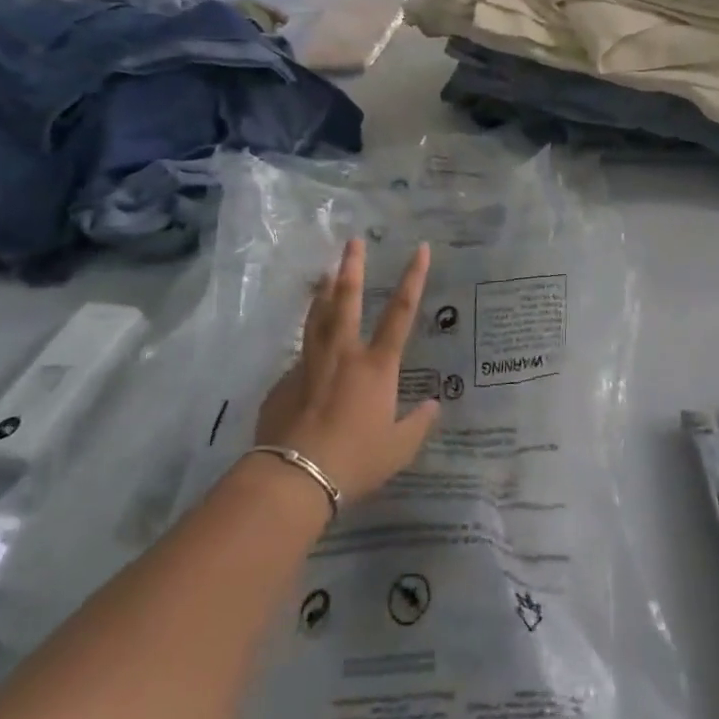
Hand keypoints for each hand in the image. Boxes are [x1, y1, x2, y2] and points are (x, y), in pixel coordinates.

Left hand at [255, 239, 438, 503]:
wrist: (296, 477)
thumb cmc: (356, 460)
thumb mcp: (399, 448)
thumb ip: (418, 424)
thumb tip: (434, 406)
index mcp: (377, 366)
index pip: (402, 311)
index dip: (414, 277)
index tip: (420, 249)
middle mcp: (344, 354)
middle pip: (347, 299)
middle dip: (352, 267)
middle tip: (352, 241)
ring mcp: (310, 364)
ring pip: (317, 318)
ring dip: (323, 293)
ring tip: (325, 274)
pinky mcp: (284, 382)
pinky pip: (300, 357)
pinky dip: (308, 348)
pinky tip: (307, 357)